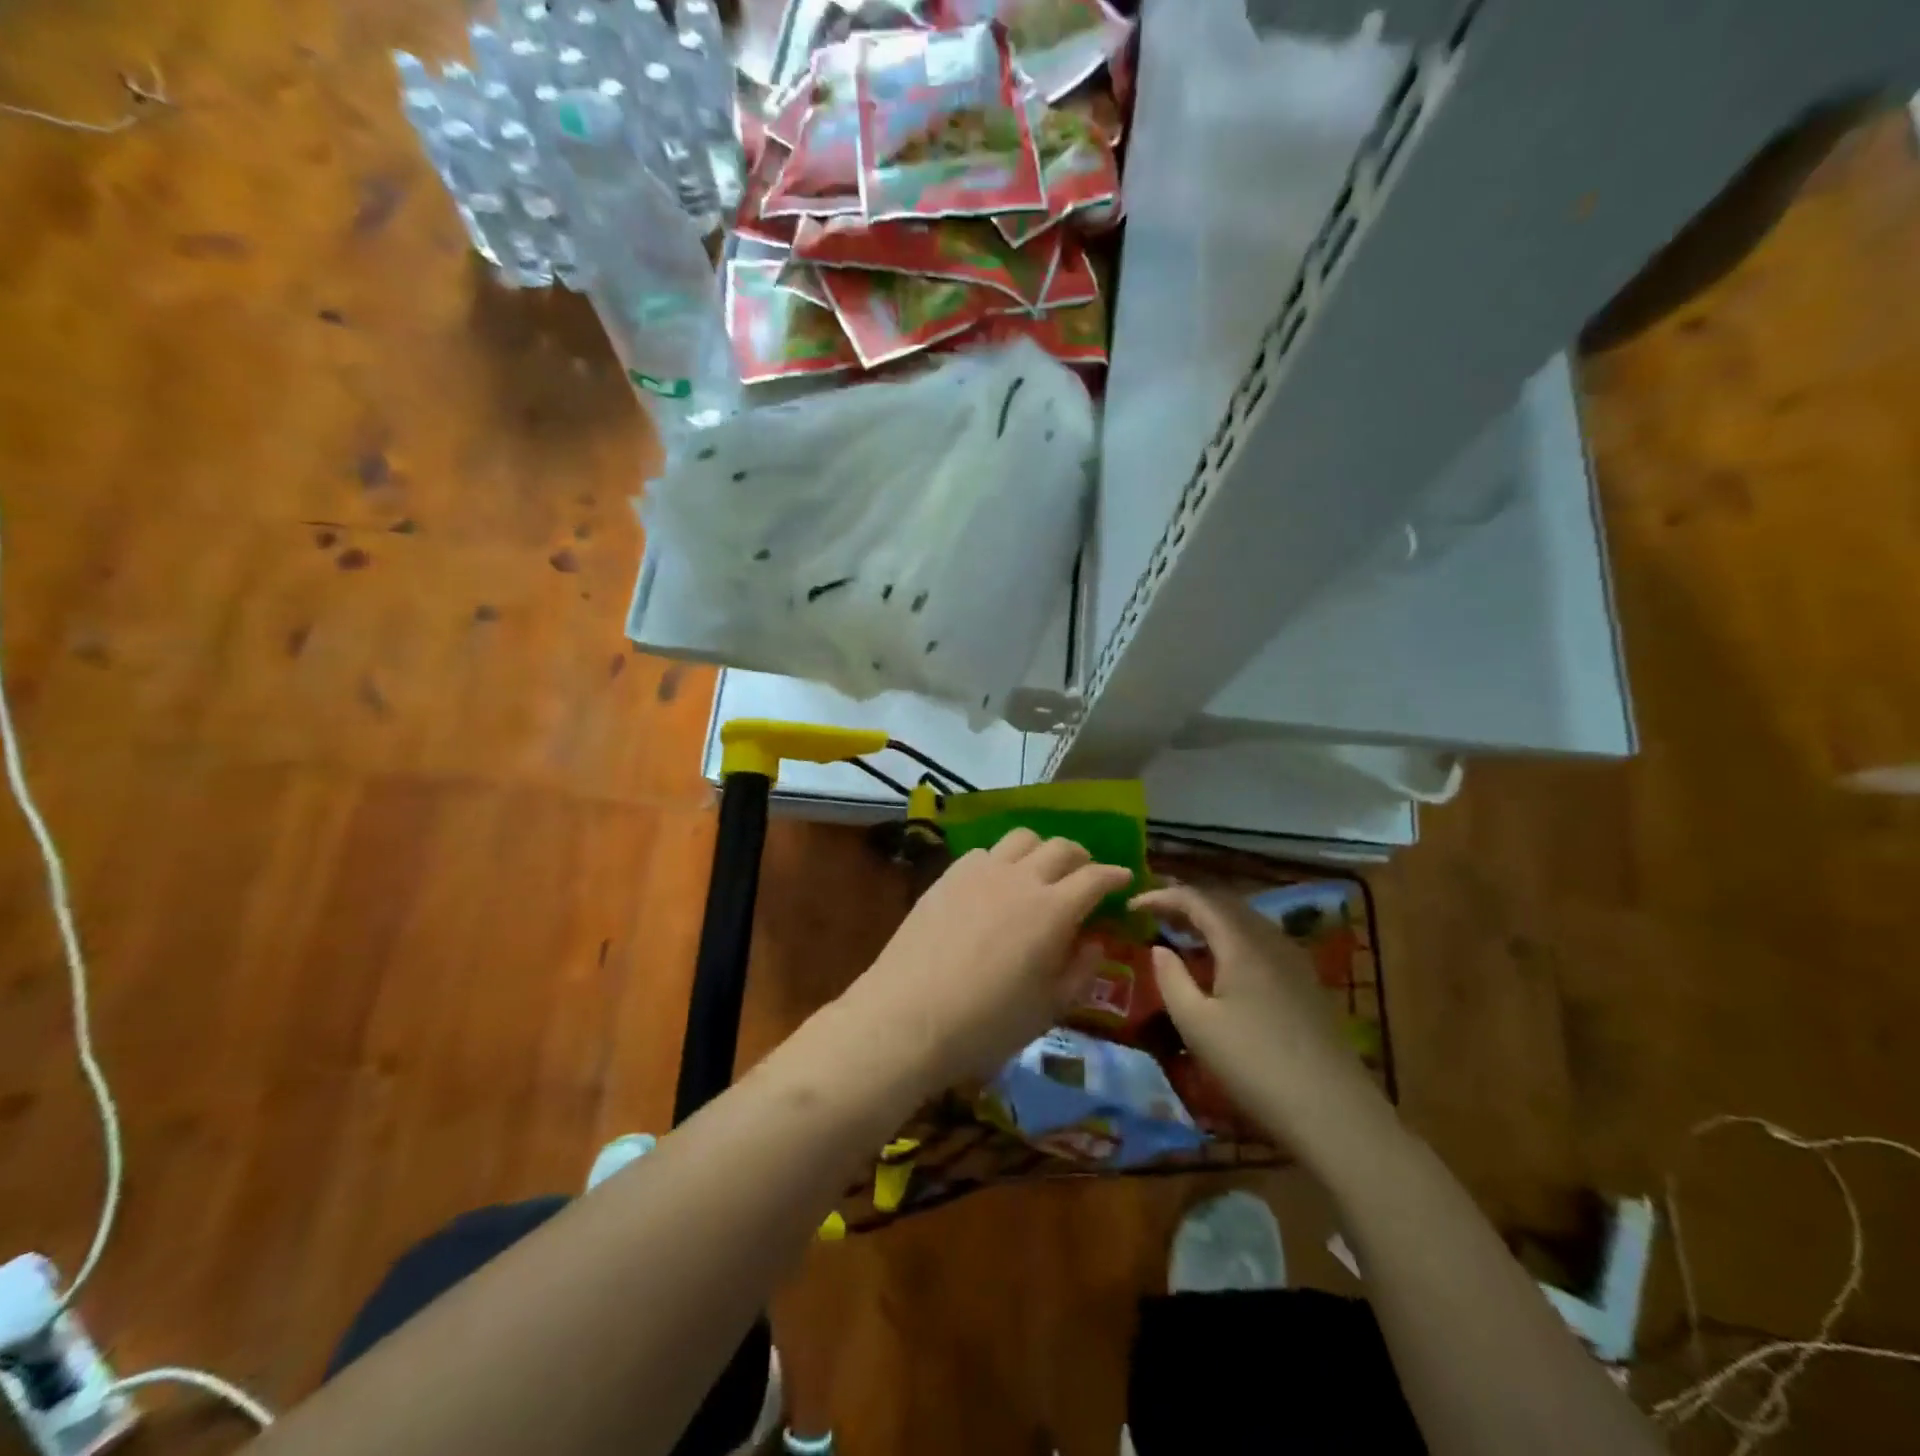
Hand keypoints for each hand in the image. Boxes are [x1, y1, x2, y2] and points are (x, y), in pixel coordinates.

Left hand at [838, 831, 1131, 1094]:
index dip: (1115, 876)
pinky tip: (996, 883)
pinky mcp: (948, 875)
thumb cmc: (986, 1023)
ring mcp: (980, 872)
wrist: (908, 1016)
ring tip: (1040, 872)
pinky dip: (1002, 861)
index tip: (1125, 879)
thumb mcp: (1048, 1008)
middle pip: (1061, 847)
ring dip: (1041, 850)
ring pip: (1022, 838)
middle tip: (1085, 876)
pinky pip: (985, 852)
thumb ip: (1080, 969)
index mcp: (1053, 910)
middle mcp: (1020, 878)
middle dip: (1082, 858)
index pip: (1096, 877)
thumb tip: (1094, 940)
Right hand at [1133, 884, 1387, 1153]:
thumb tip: (1159, 949)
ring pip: (1246, 922)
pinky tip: (1224, 964)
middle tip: (1155, 914)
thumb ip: (1171, 979)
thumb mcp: (1196, 1025)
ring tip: (1183, 934)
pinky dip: (1232, 938)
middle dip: (1187, 903)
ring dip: (1211, 920)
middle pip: (1225, 904)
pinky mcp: (1306, 985)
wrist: (1334, 1114)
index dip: (1162, 896)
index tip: (1132, 906)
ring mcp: (1294, 963)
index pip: (1197, 900)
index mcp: (1242, 943)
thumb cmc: (1255, 1066)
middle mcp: (1270, 941)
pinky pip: (1261, 942)